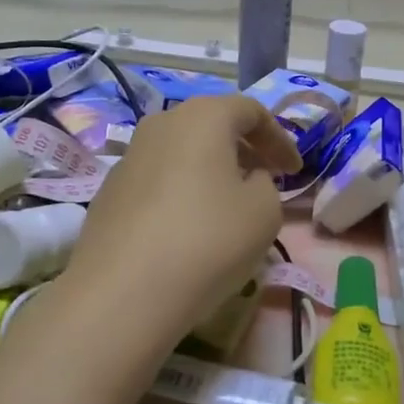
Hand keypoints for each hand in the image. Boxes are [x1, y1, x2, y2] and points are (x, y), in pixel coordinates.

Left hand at [63, 95, 300, 342]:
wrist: (124, 292)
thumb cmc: (208, 240)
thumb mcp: (265, 212)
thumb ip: (266, 184)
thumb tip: (247, 179)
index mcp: (202, 117)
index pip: (251, 111)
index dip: (279, 138)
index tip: (295, 171)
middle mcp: (160, 125)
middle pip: (211, 126)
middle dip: (243, 150)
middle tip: (265, 181)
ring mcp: (128, 158)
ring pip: (182, 153)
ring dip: (210, 172)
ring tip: (228, 206)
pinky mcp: (108, 193)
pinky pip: (158, 181)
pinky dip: (181, 194)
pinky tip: (189, 230)